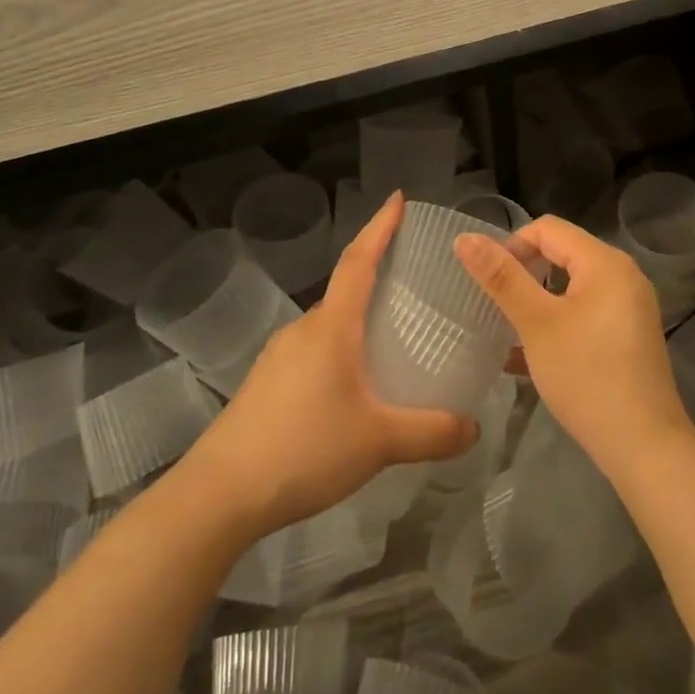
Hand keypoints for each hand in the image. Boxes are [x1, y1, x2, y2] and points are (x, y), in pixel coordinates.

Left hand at [184, 192, 476, 536]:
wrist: (219, 495)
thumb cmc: (304, 449)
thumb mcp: (378, 442)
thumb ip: (431, 432)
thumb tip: (475, 428)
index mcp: (332, 326)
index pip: (360, 259)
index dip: (380, 226)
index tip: (397, 198)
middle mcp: (305, 329)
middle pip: (346, 290)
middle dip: (377, 279)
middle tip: (415, 285)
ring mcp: (279, 355)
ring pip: (329, 325)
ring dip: (358, 322)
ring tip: (391, 341)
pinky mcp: (266, 384)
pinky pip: (313, 351)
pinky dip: (340, 351)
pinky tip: (353, 388)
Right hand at [455, 216, 692, 478]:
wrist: (645, 447)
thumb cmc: (587, 376)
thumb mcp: (536, 324)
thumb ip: (502, 278)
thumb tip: (465, 238)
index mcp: (604, 261)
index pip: (548, 229)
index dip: (512, 246)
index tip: (489, 284)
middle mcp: (623, 274)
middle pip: (562, 254)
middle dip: (524, 275)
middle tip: (496, 306)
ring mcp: (630, 306)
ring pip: (572, 287)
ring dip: (538, 302)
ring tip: (508, 330)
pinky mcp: (630, 336)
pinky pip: (587, 312)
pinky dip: (559, 322)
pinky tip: (530, 356)